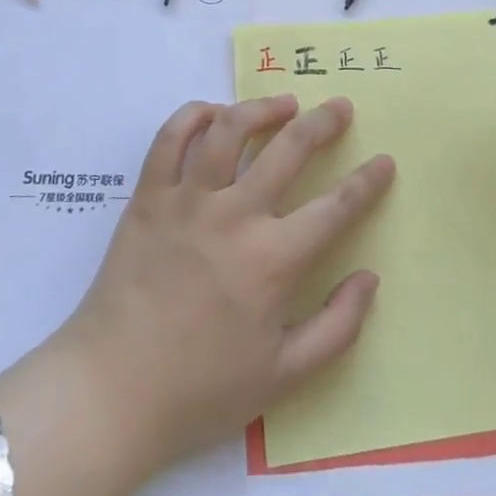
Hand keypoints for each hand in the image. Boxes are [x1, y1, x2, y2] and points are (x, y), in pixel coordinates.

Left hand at [39, 95, 393, 473]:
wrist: (111, 391)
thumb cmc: (201, 390)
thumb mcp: (283, 377)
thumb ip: (337, 327)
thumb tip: (369, 278)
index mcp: (273, 260)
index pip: (336, 207)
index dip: (367, 181)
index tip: (384, 160)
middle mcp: (235, 216)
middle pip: (289, 149)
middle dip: (323, 122)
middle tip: (339, 107)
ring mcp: (188, 200)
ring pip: (229, 129)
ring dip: (261, 108)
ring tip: (282, 103)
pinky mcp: (149, 196)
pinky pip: (170, 139)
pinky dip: (194, 115)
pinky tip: (214, 113)